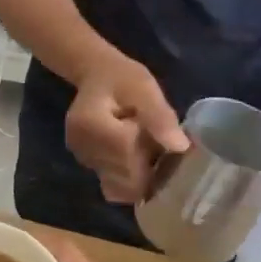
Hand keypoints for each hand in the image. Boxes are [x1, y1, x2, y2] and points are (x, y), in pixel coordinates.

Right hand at [65, 56, 189, 203]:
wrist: (95, 77)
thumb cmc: (121, 79)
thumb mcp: (144, 89)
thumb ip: (159, 116)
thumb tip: (180, 147)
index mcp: (89, 123)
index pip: (125, 152)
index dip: (150, 151)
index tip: (163, 139)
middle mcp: (80, 147)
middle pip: (123, 174)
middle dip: (147, 169)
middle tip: (158, 147)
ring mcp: (83, 159)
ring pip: (120, 184)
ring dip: (139, 176)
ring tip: (146, 150)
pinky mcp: (88, 166)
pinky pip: (114, 183)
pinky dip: (130, 178)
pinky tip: (136, 158)